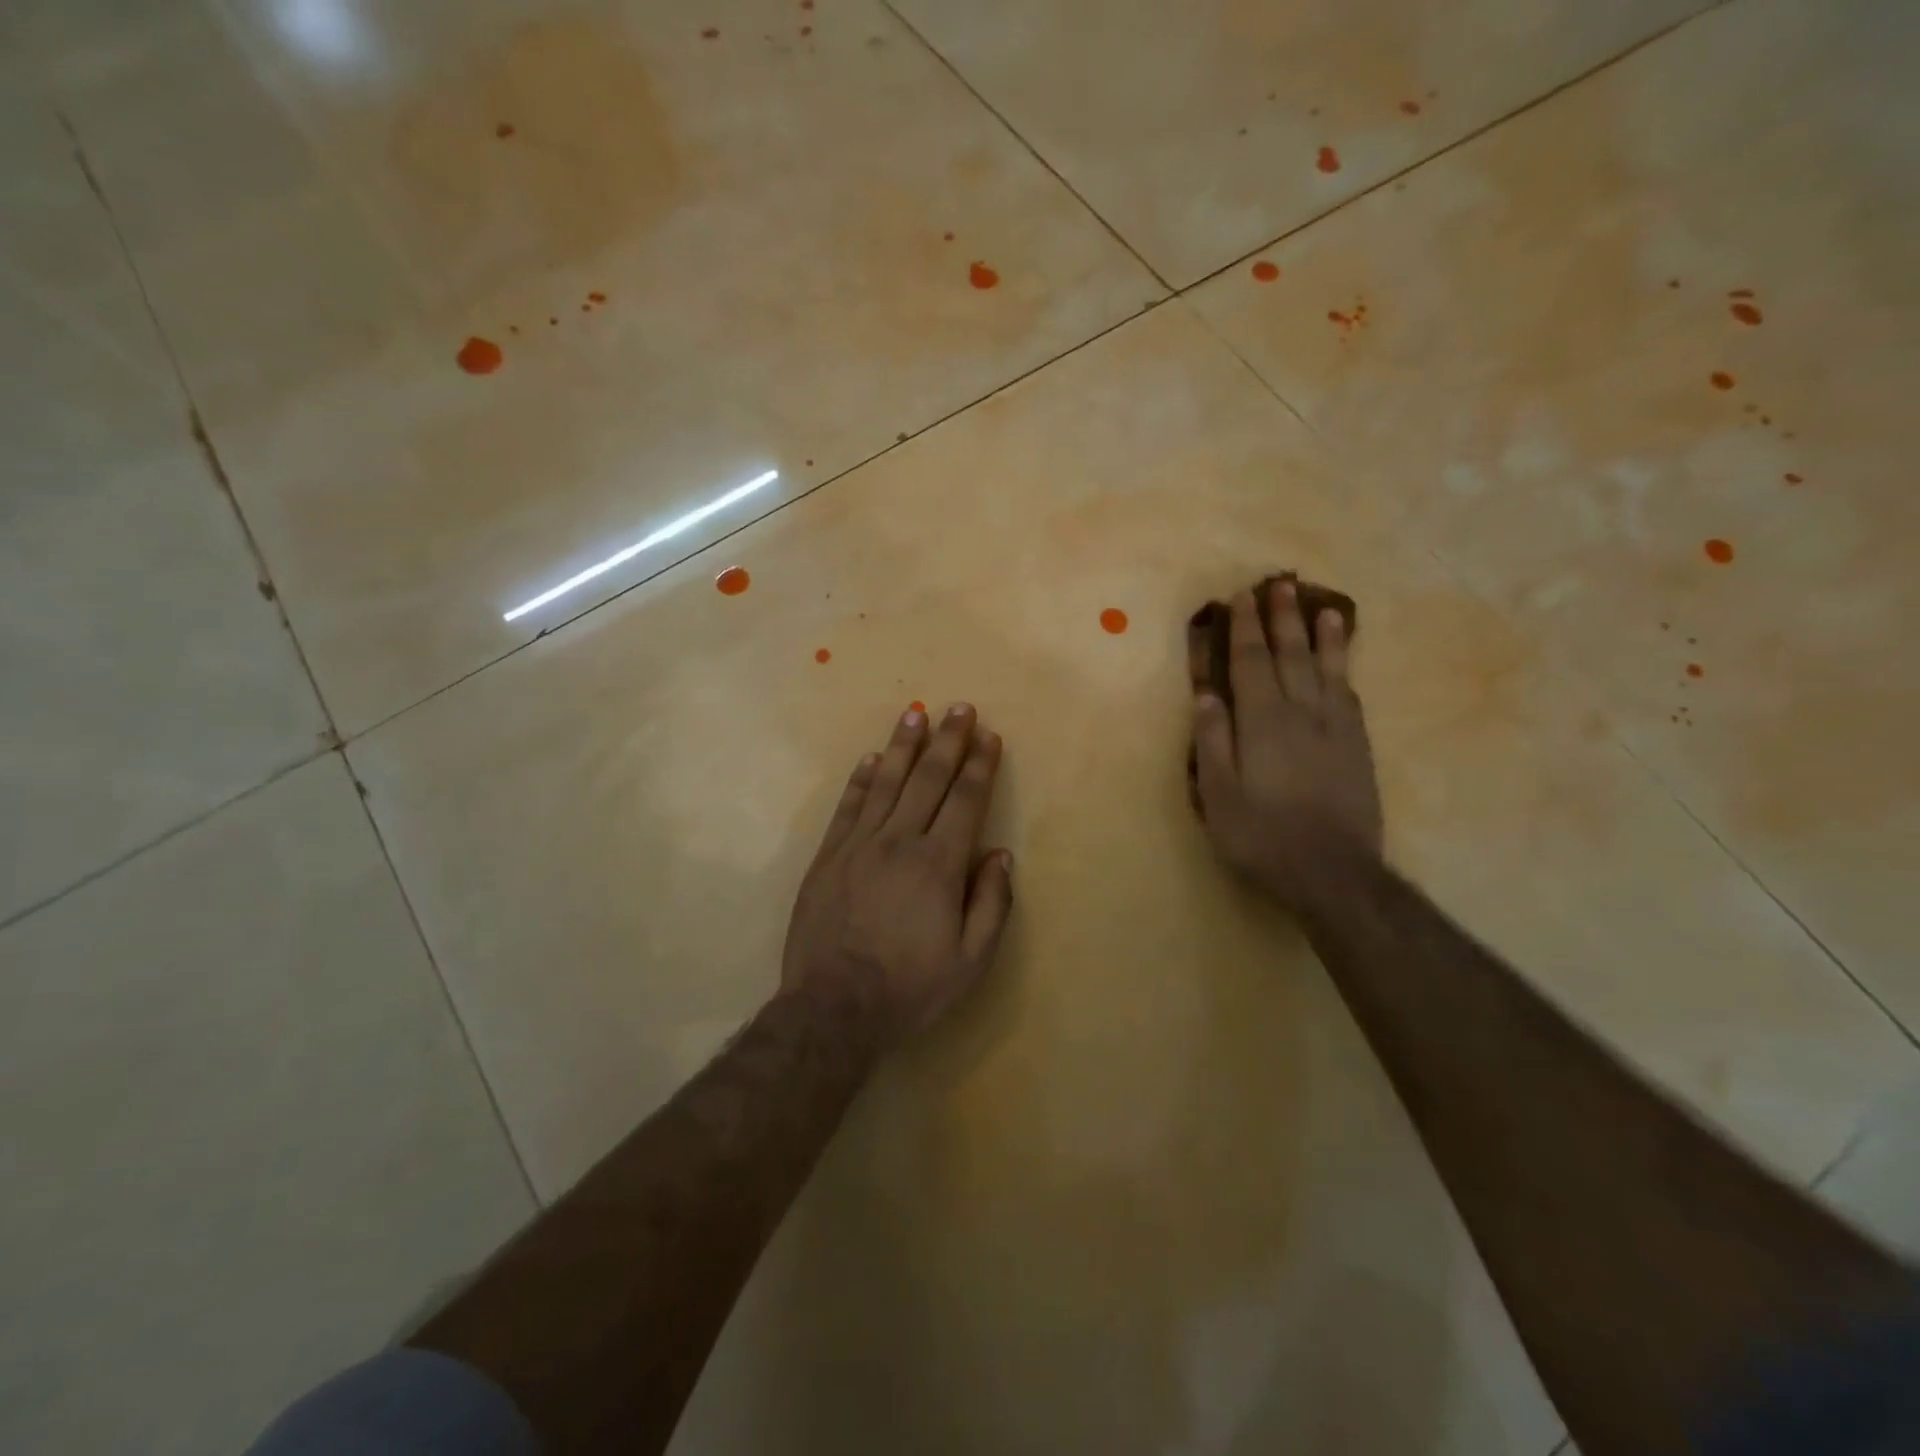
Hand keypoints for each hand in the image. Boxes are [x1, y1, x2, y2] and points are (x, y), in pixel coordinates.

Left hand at [782, 704, 1014, 1041]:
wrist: (833, 1008)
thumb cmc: (910, 988)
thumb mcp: (971, 961)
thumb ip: (992, 904)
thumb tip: (999, 855)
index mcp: (939, 865)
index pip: (965, 801)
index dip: (979, 766)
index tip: (988, 737)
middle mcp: (899, 842)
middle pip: (928, 780)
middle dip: (947, 741)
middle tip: (959, 708)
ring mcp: (858, 846)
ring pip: (886, 783)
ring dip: (904, 746)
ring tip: (915, 715)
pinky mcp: (828, 857)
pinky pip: (848, 807)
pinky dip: (861, 779)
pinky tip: (871, 758)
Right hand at [1191, 583, 1383, 912]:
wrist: (1333, 872)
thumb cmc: (1261, 836)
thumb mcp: (1219, 795)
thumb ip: (1212, 742)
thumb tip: (1206, 695)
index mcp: (1262, 723)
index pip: (1251, 664)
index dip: (1245, 629)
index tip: (1240, 598)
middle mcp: (1302, 714)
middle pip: (1291, 656)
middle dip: (1282, 619)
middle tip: (1279, 585)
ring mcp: (1335, 729)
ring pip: (1327, 670)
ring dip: (1322, 636)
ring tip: (1322, 608)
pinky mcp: (1358, 748)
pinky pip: (1349, 696)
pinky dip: (1344, 671)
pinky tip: (1342, 661)